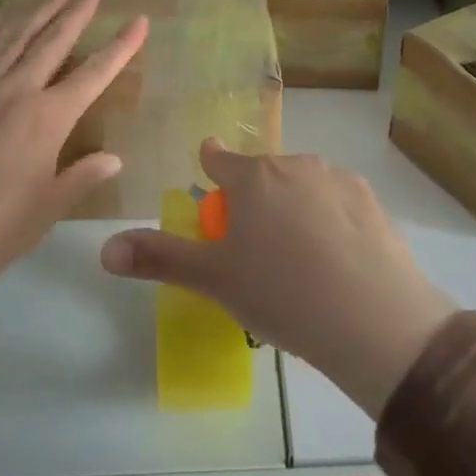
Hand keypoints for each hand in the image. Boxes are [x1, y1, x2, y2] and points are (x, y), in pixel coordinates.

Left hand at [0, 0, 147, 284]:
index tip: (139, 20)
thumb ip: (86, 173)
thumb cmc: (6, 224)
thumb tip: (114, 157)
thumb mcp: (55, 202)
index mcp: (51, 117)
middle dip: (77, 13)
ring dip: (38, 12)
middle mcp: (19, 92)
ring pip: (16, 40)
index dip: (121, 45)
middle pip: (54, 42)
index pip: (96, 73)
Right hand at [100, 139, 457, 416]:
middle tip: (255, 240)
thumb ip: (158, 259)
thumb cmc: (280, 293)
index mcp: (252, 178)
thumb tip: (103, 249)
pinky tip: (336, 256)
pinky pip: (338, 201)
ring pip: (303, 184)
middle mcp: (294, 165)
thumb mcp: (214, 280)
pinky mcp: (371, 200)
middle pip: (264, 172)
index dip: (211, 164)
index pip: (219, 158)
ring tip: (298, 254)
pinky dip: (331, 218)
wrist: (371, 317)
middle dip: (255, 195)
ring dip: (294, 204)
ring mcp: (337, 179)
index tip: (209, 170)